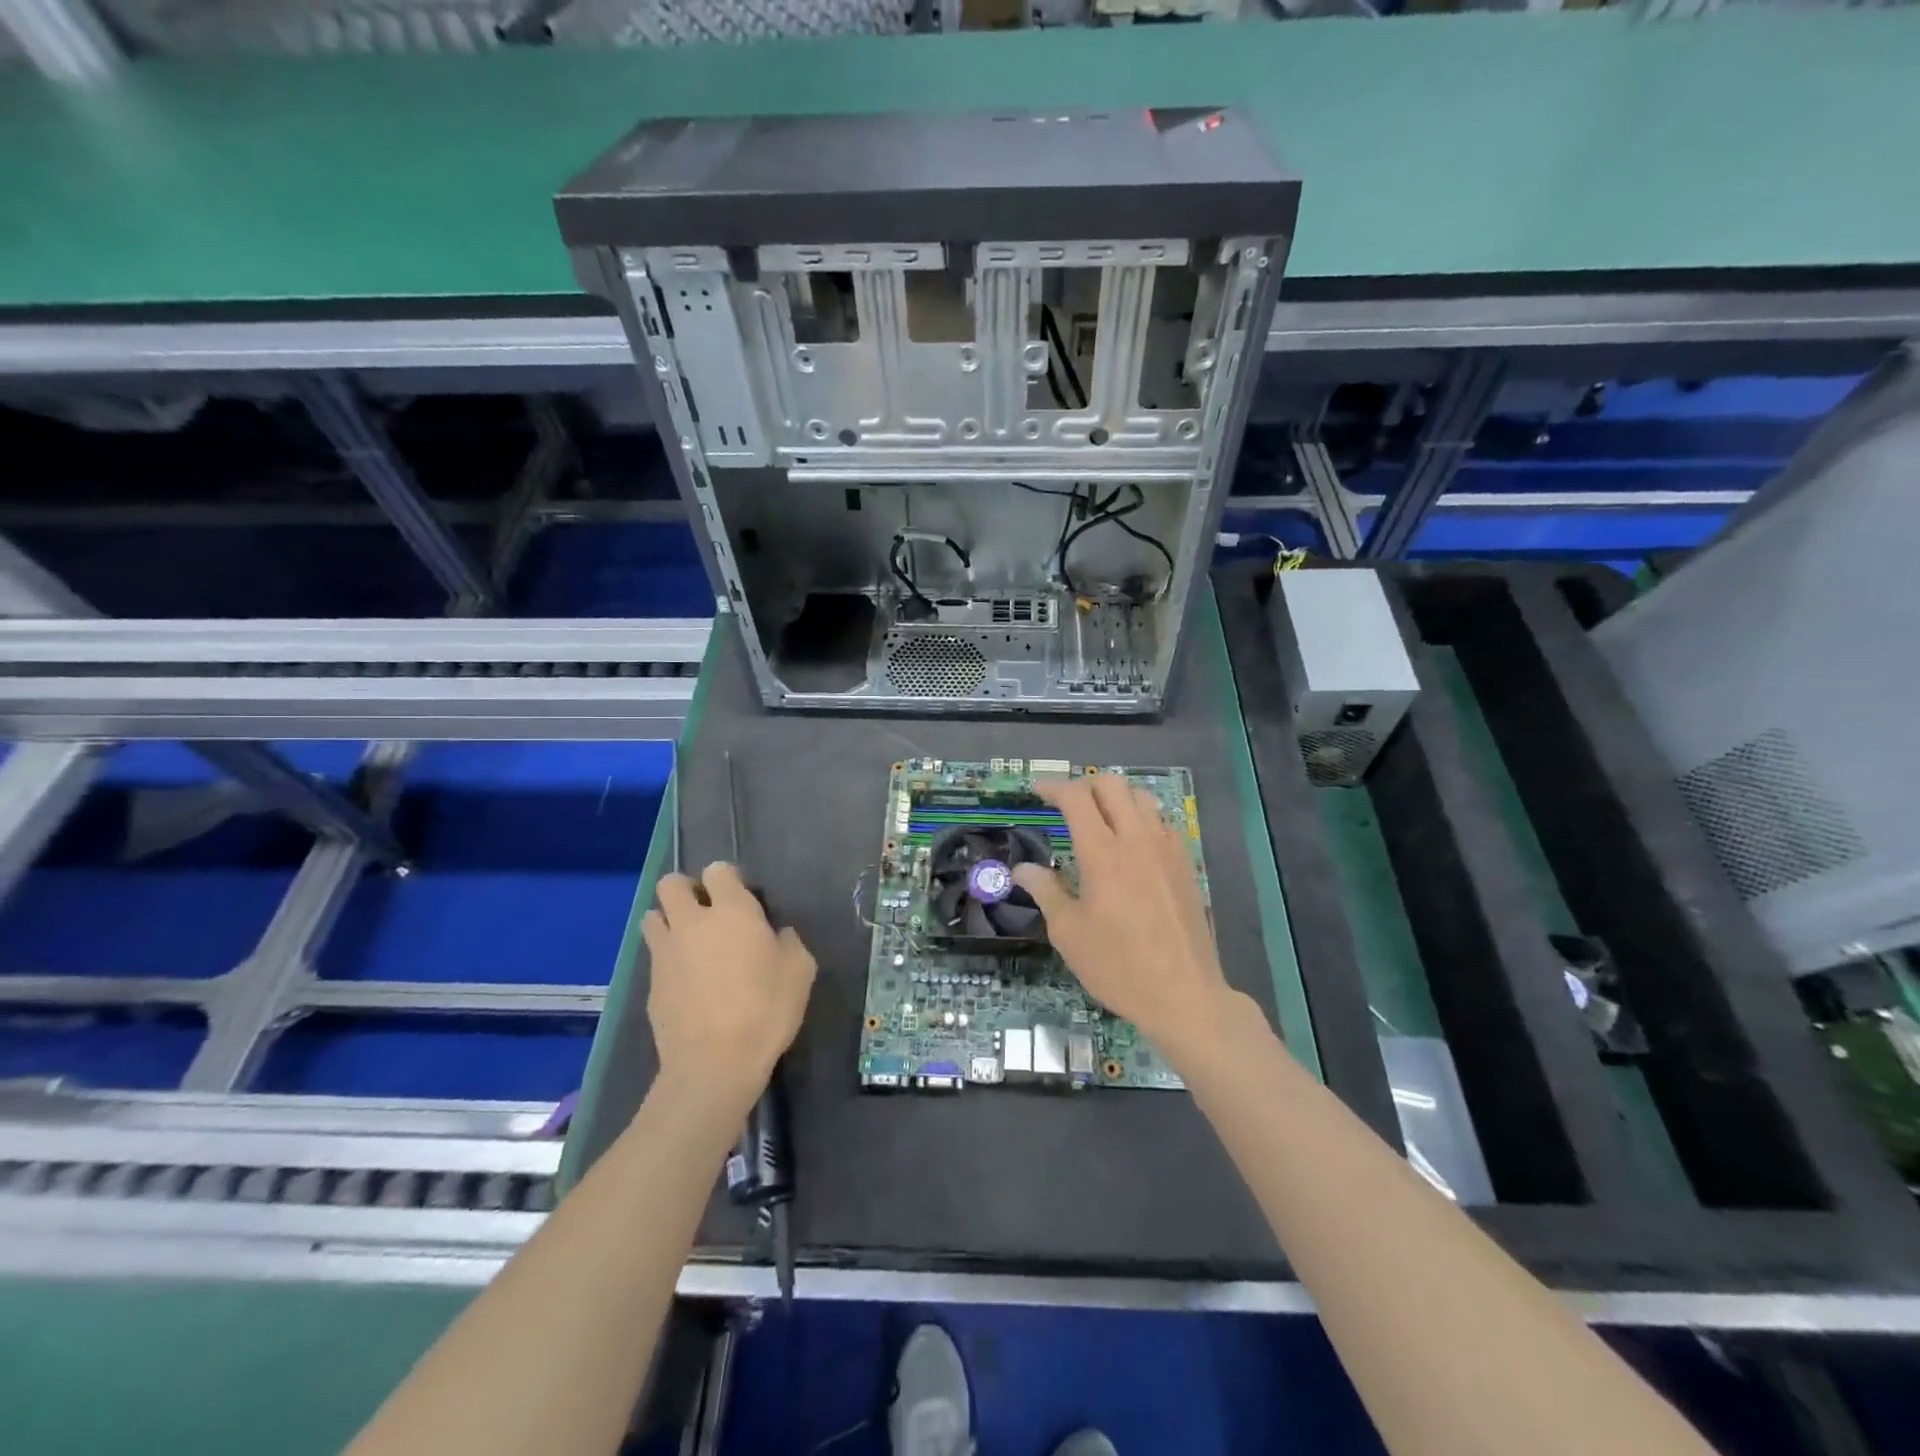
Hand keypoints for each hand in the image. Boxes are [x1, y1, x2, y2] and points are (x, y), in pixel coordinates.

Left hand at [642, 862, 816, 1114]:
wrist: (715, 1064)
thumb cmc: (766, 1010)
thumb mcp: (800, 971)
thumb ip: (788, 943)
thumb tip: (777, 935)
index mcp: (733, 911)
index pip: (718, 871)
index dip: (727, 879)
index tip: (740, 897)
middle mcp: (693, 922)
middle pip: (671, 885)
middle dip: (684, 889)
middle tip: (704, 911)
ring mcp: (666, 953)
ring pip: (652, 917)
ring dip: (667, 921)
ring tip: (687, 943)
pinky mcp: (651, 984)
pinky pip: (655, 957)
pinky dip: (667, 960)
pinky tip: (685, 982)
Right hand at [1012, 776, 1239, 1062]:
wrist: (1184, 994)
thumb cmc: (1118, 966)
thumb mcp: (1069, 933)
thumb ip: (1046, 891)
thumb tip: (1023, 868)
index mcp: (1102, 853)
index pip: (1076, 798)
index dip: (1053, 787)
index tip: (1037, 792)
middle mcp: (1137, 839)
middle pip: (1112, 785)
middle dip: (1084, 785)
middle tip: (1066, 804)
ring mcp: (1167, 849)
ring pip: (1142, 797)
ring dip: (1116, 797)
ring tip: (1100, 817)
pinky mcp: (1185, 863)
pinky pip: (1163, 821)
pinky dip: (1142, 817)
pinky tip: (1132, 843)